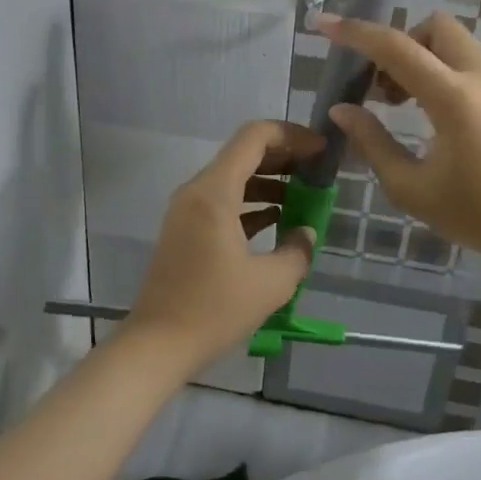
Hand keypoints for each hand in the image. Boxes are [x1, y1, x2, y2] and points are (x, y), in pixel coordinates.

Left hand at [127, 120, 323, 367]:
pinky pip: (223, 202)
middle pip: (244, 154)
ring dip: (270, 182)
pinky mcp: (186, 231)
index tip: (322, 150)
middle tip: (318, 172)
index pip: (255, 136)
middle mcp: (197, 191)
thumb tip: (306, 232)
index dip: (293, 134)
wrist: (158, 345)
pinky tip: (278, 221)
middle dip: (285, 157)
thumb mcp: (271, 283)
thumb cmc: (215, 309)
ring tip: (305, 197)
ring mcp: (187, 211)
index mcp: (215, 192)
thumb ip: (298, 250)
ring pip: (234, 178)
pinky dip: (252, 204)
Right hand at [321, 13, 480, 267]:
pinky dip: (440, 74)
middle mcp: (480, 78)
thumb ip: (373, 143)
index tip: (325, 24)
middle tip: (381, 86)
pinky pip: (467, 66)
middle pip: (434, 27)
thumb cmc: (477, 214)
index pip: (397, 48)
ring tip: (400, 105)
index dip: (356, 33)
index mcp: (453, 98)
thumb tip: (342, 110)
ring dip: (420, 59)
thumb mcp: (412, 188)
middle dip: (400, 42)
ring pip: (453, 45)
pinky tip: (430, 118)